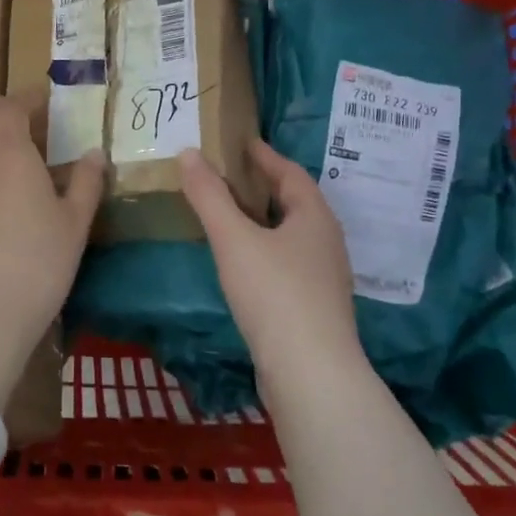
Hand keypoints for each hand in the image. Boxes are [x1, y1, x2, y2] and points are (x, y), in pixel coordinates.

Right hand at [179, 140, 366, 396]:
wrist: (310, 372)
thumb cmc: (274, 294)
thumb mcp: (233, 239)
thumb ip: (209, 196)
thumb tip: (188, 153)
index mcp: (314, 217)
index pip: (290, 173)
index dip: (265, 156)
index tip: (242, 143)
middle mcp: (326, 242)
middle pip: (294, 203)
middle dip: (263, 187)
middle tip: (229, 176)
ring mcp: (324, 277)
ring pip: (291, 235)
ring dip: (263, 220)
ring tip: (230, 216)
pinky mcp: (314, 307)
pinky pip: (288, 263)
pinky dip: (265, 250)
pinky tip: (243, 263)